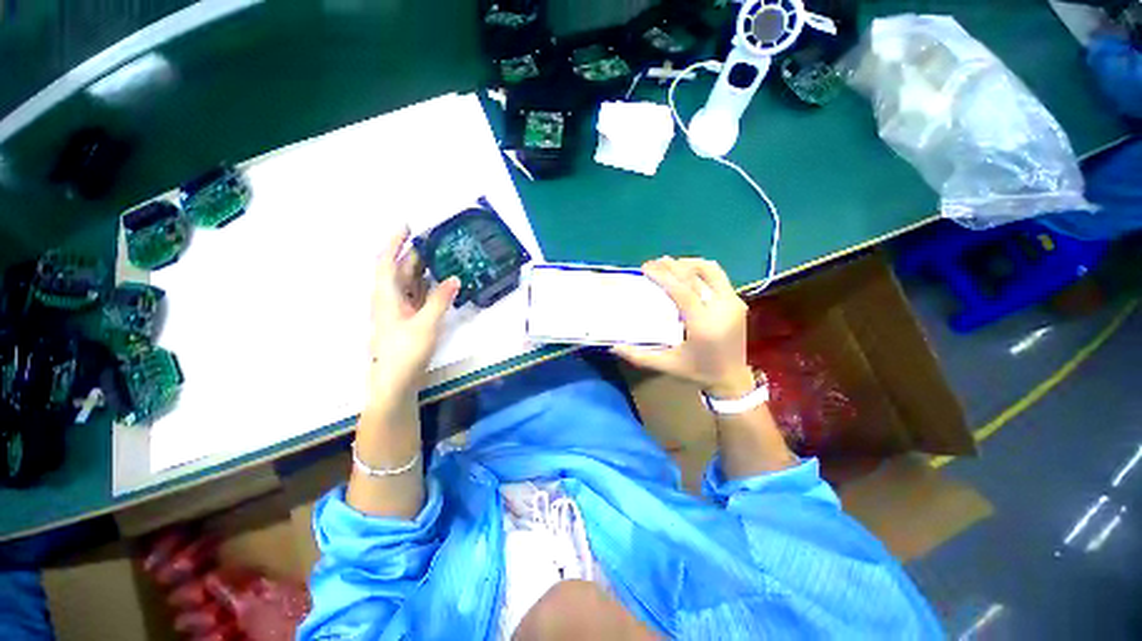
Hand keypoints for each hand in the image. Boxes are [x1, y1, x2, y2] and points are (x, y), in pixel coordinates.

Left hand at [365, 226, 459, 422]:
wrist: (396, 381)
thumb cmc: (405, 351)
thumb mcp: (426, 323)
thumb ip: (440, 299)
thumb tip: (455, 278)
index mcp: (386, 296)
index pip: (386, 261)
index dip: (394, 242)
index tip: (407, 226)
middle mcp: (389, 299)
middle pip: (399, 270)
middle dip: (414, 254)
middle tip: (436, 242)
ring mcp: (398, 310)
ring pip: (409, 283)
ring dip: (422, 270)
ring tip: (442, 258)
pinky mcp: (407, 320)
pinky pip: (417, 296)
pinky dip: (428, 287)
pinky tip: (441, 284)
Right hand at [613, 257, 755, 398]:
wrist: (732, 379)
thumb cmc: (697, 372)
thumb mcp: (666, 365)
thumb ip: (639, 356)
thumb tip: (614, 347)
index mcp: (703, 325)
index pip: (682, 291)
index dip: (663, 276)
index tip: (646, 268)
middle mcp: (721, 310)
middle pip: (696, 276)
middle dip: (672, 266)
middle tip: (654, 262)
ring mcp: (733, 304)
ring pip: (712, 271)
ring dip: (689, 263)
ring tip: (671, 264)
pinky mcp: (738, 302)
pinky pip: (719, 278)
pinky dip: (701, 271)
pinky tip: (688, 272)